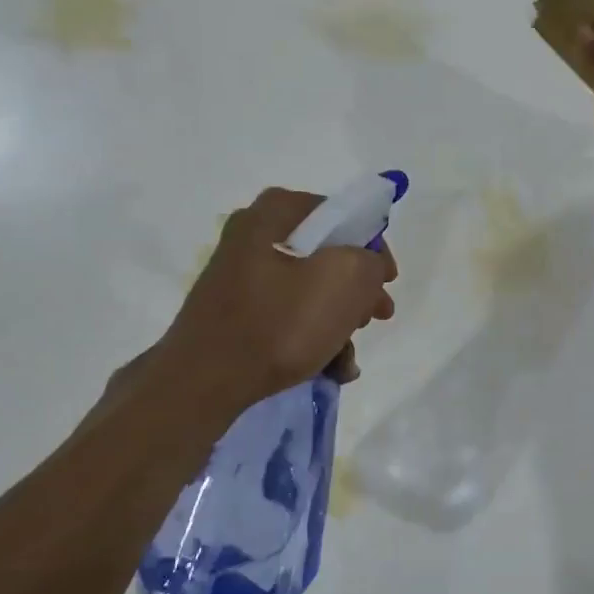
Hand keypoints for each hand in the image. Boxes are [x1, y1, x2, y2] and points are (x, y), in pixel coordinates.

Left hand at [157, 187, 397, 415]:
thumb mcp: (345, 281)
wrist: (206, 379)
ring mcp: (242, 277)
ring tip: (348, 360)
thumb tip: (367, 268)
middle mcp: (255, 236)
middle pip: (327, 257)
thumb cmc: (279, 322)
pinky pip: (287, 317)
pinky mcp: (237, 313)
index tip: (387, 283)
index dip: (373, 248)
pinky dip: (313, 339)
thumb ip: (371, 262)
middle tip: (375, 318)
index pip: (341, 215)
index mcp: (276, 213)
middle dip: (357, 293)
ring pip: (310, 292)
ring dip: (339, 325)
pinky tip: (330, 370)